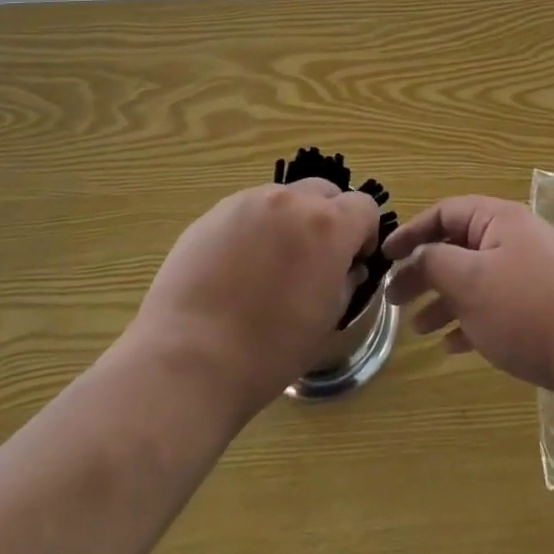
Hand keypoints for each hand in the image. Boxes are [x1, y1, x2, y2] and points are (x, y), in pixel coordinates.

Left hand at [128, 179, 378, 416]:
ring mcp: (249, 202)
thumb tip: (346, 267)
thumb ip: (345, 281)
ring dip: (290, 221)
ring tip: (270, 266)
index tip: (352, 262)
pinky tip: (236, 270)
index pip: (364, 206)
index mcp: (328, 225)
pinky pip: (248, 211)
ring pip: (284, 199)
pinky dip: (255, 229)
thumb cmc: (269, 351)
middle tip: (314, 260)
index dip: (364, 234)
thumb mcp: (327, 321)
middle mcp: (291, 201)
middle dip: (329, 219)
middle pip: (325, 192)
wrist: (189, 360)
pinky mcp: (214, 213)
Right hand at [384, 196, 553, 401]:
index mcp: (499, 219)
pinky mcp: (542, 306)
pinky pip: (496, 305)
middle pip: (459, 246)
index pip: (445, 212)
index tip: (385, 255)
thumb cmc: (526, 309)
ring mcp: (532, 272)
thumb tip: (417, 256)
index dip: (412, 232)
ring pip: (476, 279)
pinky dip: (471, 320)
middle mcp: (516, 238)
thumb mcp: (469, 281)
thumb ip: (434, 262)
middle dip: (424, 272)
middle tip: (395, 300)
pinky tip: (452, 347)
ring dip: (444, 300)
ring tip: (418, 329)